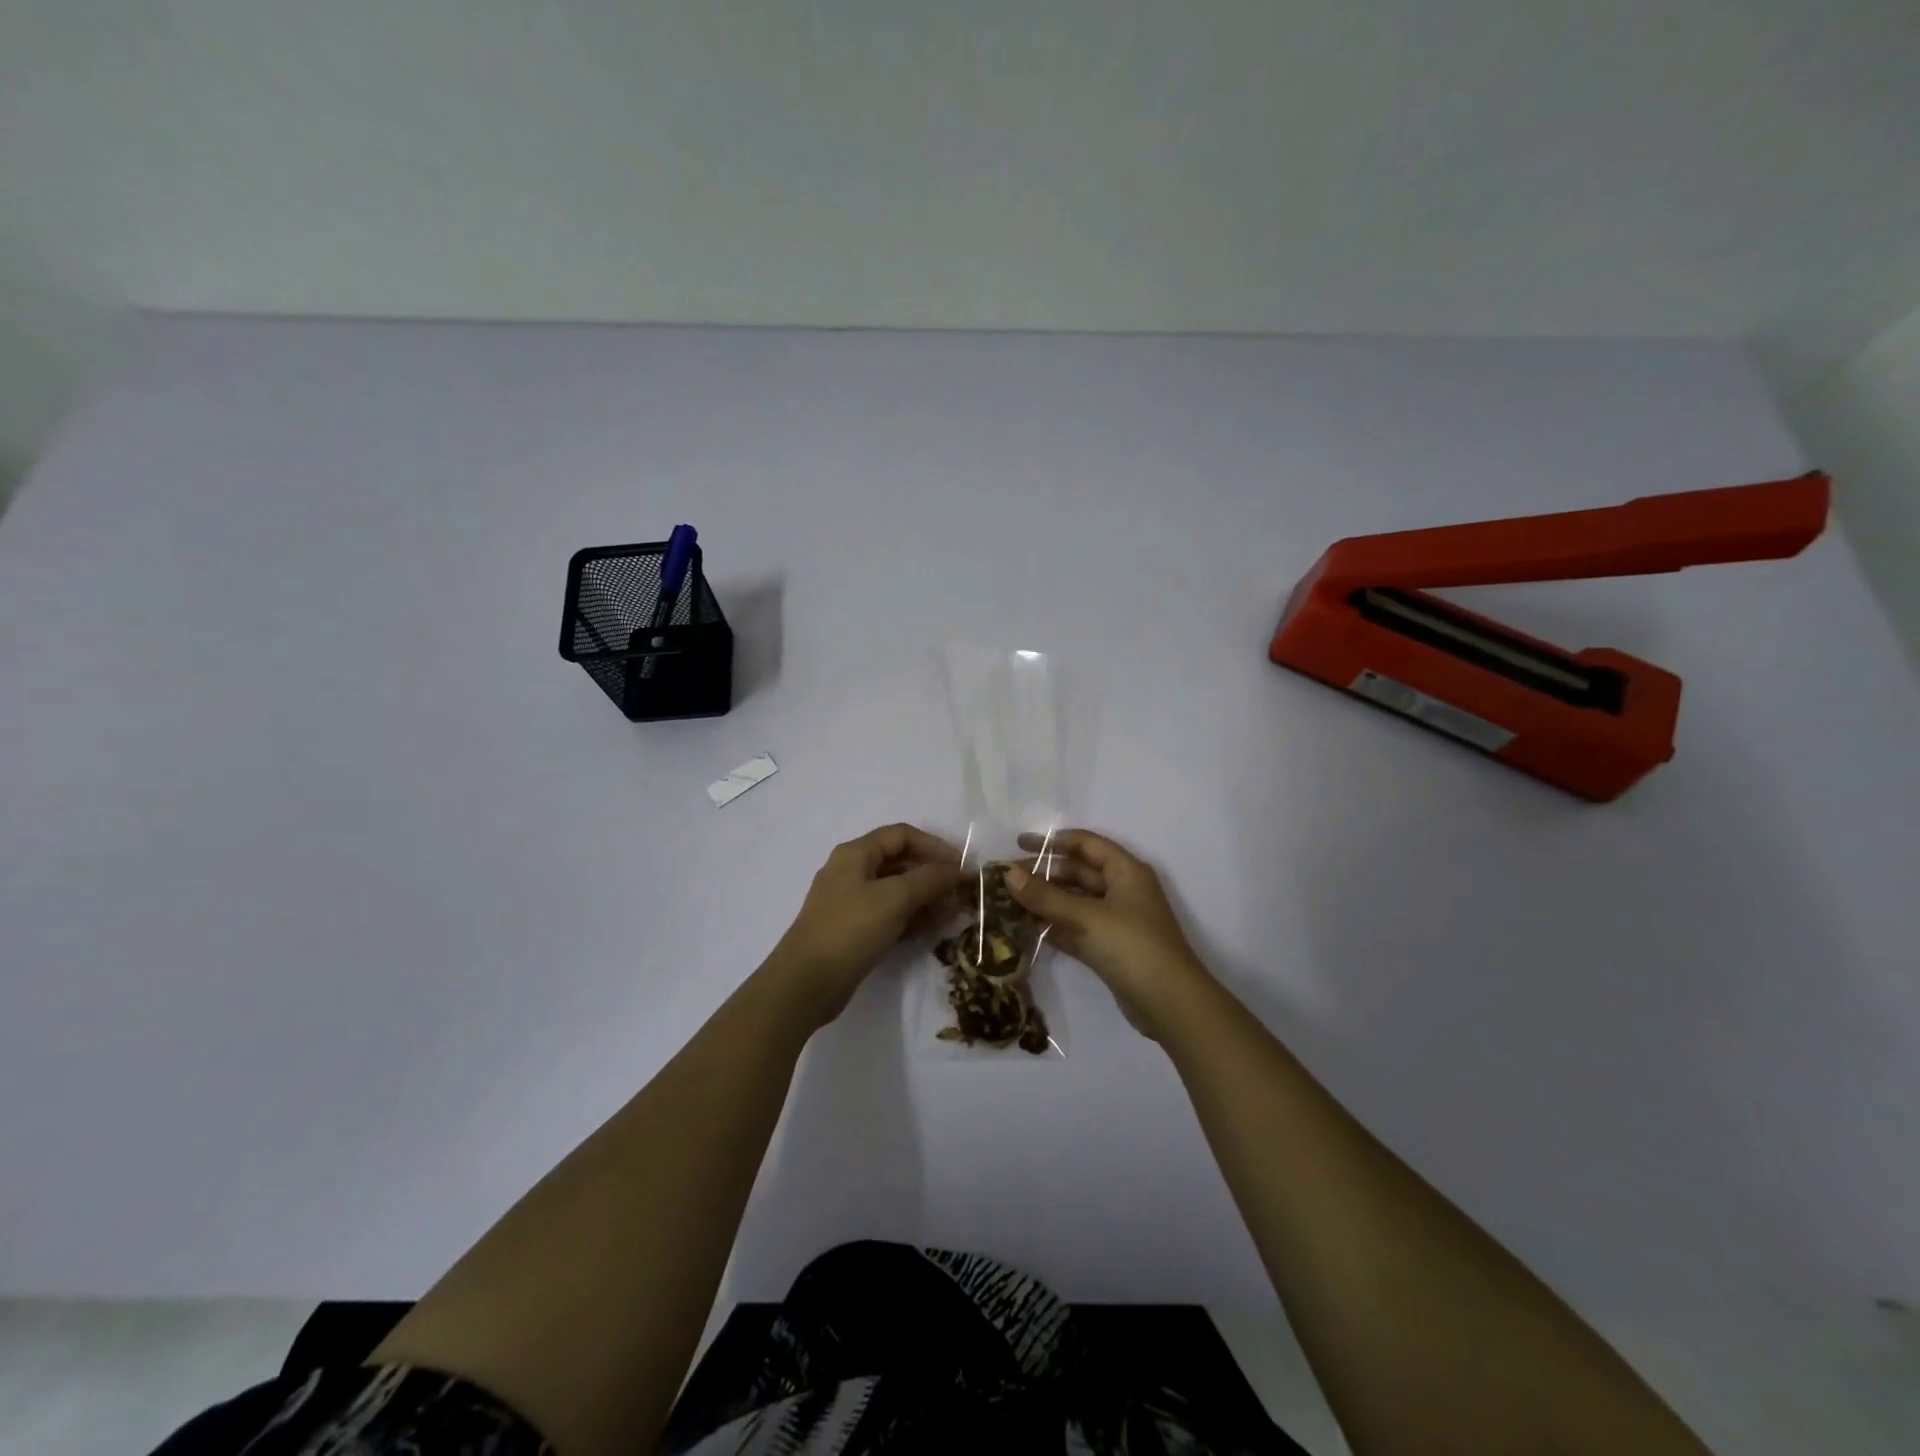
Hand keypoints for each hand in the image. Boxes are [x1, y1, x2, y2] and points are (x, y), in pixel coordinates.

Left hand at [771, 824, 964, 1027]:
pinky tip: (930, 930)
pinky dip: (911, 917)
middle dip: (933, 875)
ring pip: (897, 890)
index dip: (934, 846)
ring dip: (926, 898)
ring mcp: (851, 901)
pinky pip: (889, 913)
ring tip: (951, 914)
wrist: (805, 983)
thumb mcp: (895, 898)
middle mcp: (852, 871)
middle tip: (961, 895)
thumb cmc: (850, 930)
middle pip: (900, 862)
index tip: (961, 867)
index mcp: (856, 853)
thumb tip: (959, 870)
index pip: (902, 835)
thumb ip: (930, 879)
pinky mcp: (853, 929)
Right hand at [1006, 829, 1213, 1039]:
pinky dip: (1054, 925)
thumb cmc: (1132, 946)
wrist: (1170, 1004)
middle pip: (1078, 872)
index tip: (1019, 844)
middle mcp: (1122, 890)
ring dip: (1046, 901)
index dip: (1053, 841)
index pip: (1086, 844)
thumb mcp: (1086, 917)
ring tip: (1009, 902)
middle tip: (1006, 879)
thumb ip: (1045, 896)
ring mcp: (1116, 921)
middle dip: (1044, 873)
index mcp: (1126, 871)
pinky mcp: (1109, 948)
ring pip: (1075, 902)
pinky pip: (1076, 927)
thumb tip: (1008, 874)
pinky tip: (1025, 928)